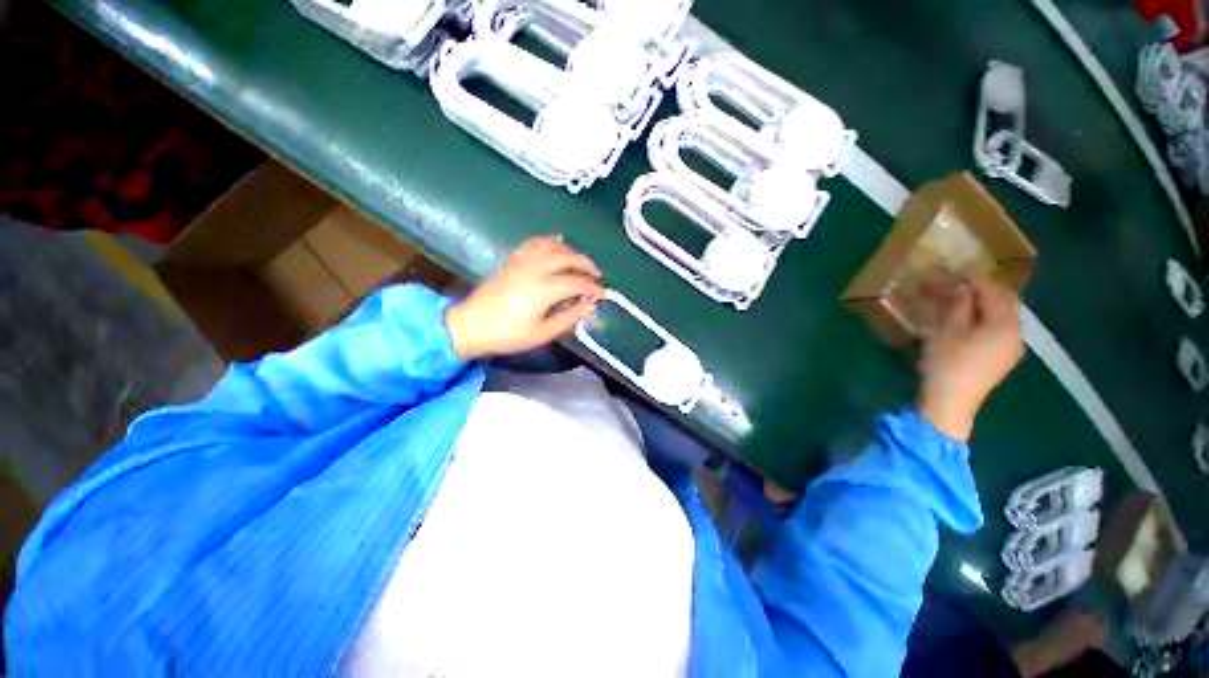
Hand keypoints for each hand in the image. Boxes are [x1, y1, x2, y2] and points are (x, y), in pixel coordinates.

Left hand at [445, 236, 603, 358]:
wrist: (471, 326)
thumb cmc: (508, 334)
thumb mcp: (542, 333)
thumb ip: (568, 318)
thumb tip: (589, 307)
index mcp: (544, 289)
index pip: (577, 282)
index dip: (593, 287)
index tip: (601, 294)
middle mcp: (536, 269)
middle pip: (567, 257)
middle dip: (586, 264)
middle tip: (596, 275)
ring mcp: (522, 262)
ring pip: (552, 246)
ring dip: (570, 251)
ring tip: (579, 261)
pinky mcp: (512, 261)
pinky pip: (534, 243)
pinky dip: (549, 241)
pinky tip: (556, 243)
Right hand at [917, 275, 1024, 440]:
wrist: (951, 403)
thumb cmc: (946, 364)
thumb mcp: (945, 331)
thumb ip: (956, 305)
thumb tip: (961, 287)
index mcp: (1004, 324)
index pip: (993, 292)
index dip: (974, 279)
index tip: (954, 271)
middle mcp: (1016, 333)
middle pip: (1004, 302)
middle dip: (982, 291)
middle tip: (956, 285)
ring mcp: (1012, 347)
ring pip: (1002, 316)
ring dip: (982, 305)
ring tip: (958, 302)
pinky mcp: (1003, 358)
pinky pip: (999, 329)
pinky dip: (984, 319)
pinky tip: (966, 322)